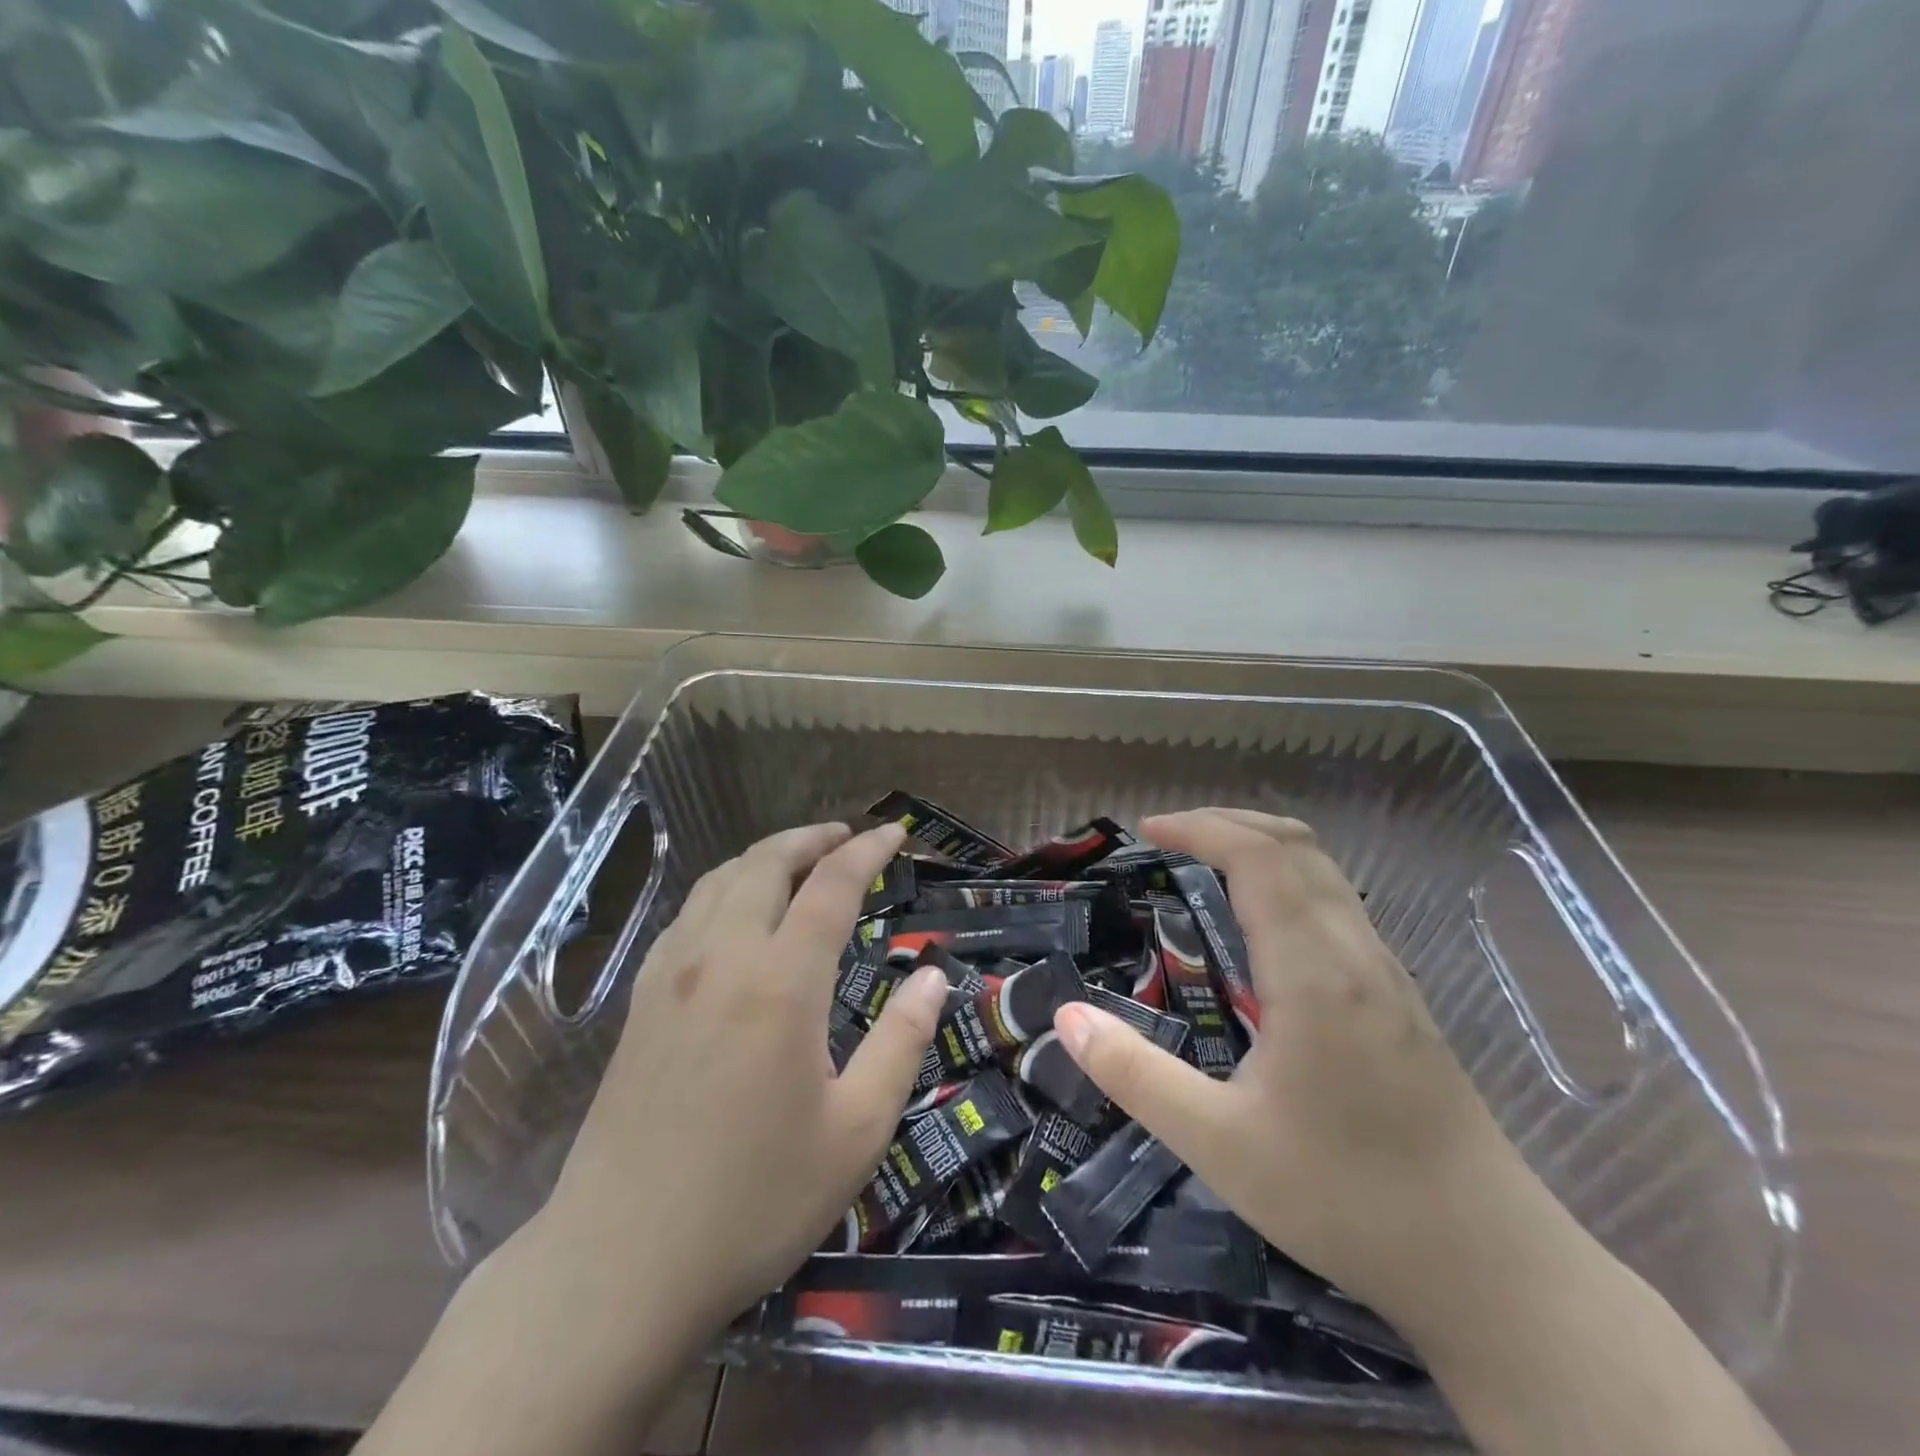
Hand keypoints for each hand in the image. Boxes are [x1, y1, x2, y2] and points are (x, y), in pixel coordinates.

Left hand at [535, 821, 948, 1344]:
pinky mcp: (640, 1001)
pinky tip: (737, 914)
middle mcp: (722, 957)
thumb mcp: (856, 1132)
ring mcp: (671, 975)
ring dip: (765, 856)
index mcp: (781, 982)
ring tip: (799, 861)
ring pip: (719, 880)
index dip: (867, 850)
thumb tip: (932, 977)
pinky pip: (688, 914)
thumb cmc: (754, 1200)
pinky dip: (725, 889)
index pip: (831, 885)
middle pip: (766, 862)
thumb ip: (901, 1043)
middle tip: (847, 837)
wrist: (618, 1264)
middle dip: (812, 838)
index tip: (895, 832)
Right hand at [1051, 808, 1543, 1322]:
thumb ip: (1135, 1075)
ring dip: (1260, 846)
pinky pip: (1338, 903)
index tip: (1146, 831)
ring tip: (1204, 862)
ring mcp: (1387, 973)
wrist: (1492, 1267)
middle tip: (1168, 836)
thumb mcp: (1219, 1145)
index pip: (1258, 858)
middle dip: (1227, 822)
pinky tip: (1260, 923)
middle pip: (1296, 845)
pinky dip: (1288, 878)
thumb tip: (1066, 1016)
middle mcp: (1356, 954)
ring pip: (1325, 871)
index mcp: (1314, 973)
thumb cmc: (1347, 1199)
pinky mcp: (1400, 997)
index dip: (1200, 828)